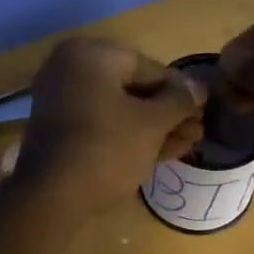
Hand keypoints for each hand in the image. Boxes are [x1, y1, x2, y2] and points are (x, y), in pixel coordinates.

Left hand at [14, 37, 205, 219]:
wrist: (51, 199)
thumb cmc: (106, 149)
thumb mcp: (151, 124)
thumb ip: (179, 101)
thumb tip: (199, 87)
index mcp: (89, 55)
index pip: (147, 66)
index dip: (179, 89)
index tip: (202, 108)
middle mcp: (70, 70)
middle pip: (132, 88)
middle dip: (167, 113)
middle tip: (196, 131)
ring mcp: (61, 102)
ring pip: (119, 110)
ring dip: (154, 128)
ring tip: (187, 145)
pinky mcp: (60, 132)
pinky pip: (102, 126)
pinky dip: (129, 137)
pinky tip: (162, 153)